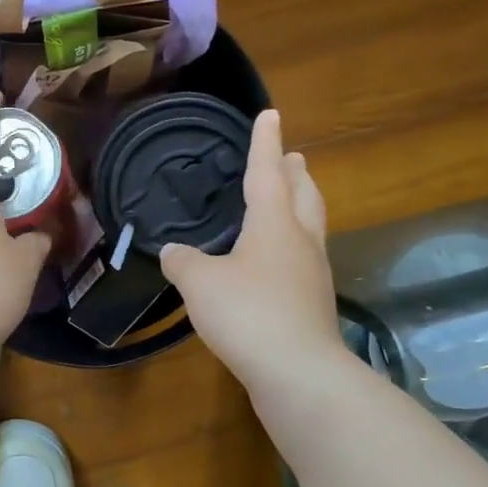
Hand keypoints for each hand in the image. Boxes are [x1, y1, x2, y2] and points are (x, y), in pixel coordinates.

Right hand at [160, 110, 346, 391]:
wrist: (297, 371)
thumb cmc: (247, 313)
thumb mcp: (200, 283)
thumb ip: (183, 261)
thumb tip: (175, 251)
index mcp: (275, 223)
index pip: (268, 172)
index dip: (264, 142)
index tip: (270, 115)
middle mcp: (301, 241)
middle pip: (303, 195)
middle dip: (295, 173)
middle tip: (290, 156)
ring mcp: (313, 273)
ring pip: (310, 226)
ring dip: (300, 205)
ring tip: (289, 199)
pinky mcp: (312, 304)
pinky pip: (302, 259)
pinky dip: (291, 245)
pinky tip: (274, 261)